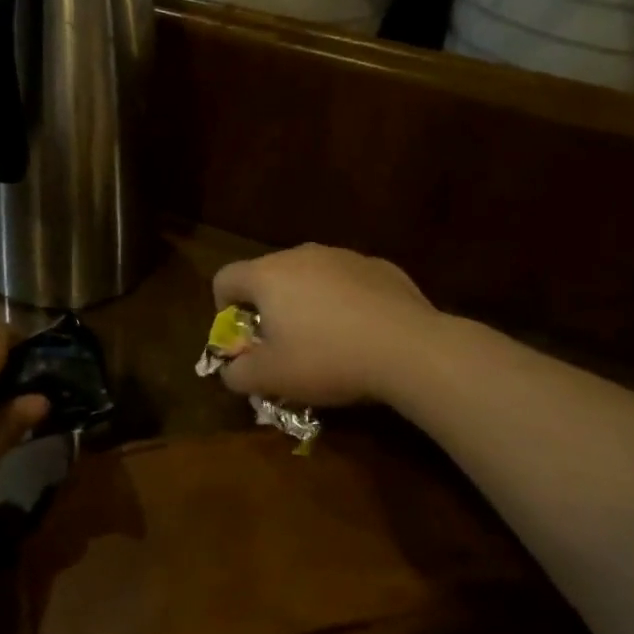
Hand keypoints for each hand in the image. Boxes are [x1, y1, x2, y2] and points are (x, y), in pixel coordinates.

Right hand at [212, 245, 436, 407]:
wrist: (410, 349)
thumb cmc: (327, 359)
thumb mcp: (271, 378)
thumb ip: (237, 373)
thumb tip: (231, 370)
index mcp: (267, 275)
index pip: (225, 278)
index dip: (222, 307)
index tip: (240, 336)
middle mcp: (301, 255)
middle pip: (268, 275)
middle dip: (267, 306)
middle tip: (281, 343)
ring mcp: (343, 256)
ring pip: (310, 276)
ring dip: (306, 301)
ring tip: (325, 339)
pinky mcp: (379, 266)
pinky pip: (347, 282)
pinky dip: (344, 301)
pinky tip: (361, 333)